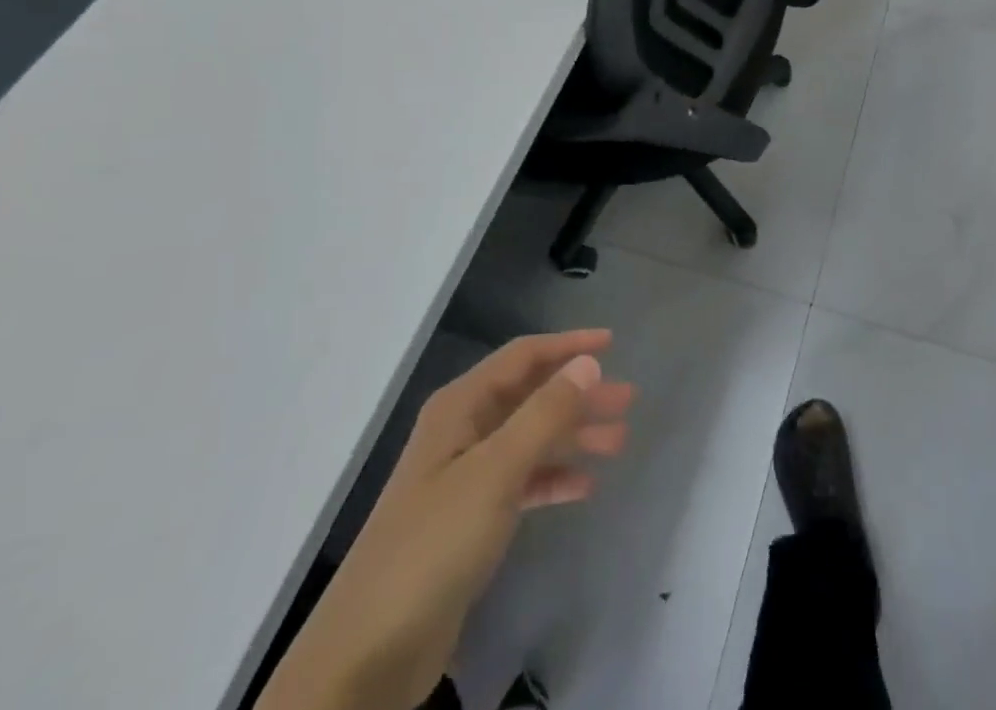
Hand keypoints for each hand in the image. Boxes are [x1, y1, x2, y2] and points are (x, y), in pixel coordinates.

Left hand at [259, 330, 634, 709]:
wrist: (368, 653)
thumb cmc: (435, 543)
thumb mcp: (495, 471)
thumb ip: (544, 413)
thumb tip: (588, 361)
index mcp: (461, 407)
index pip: (523, 357)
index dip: (567, 345)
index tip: (612, 343)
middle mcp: (463, 431)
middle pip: (531, 397)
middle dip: (579, 395)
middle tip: (627, 400)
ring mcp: (464, 477)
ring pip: (530, 439)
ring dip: (573, 436)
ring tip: (619, 440)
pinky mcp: (469, 521)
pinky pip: (521, 483)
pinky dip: (552, 479)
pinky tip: (584, 486)